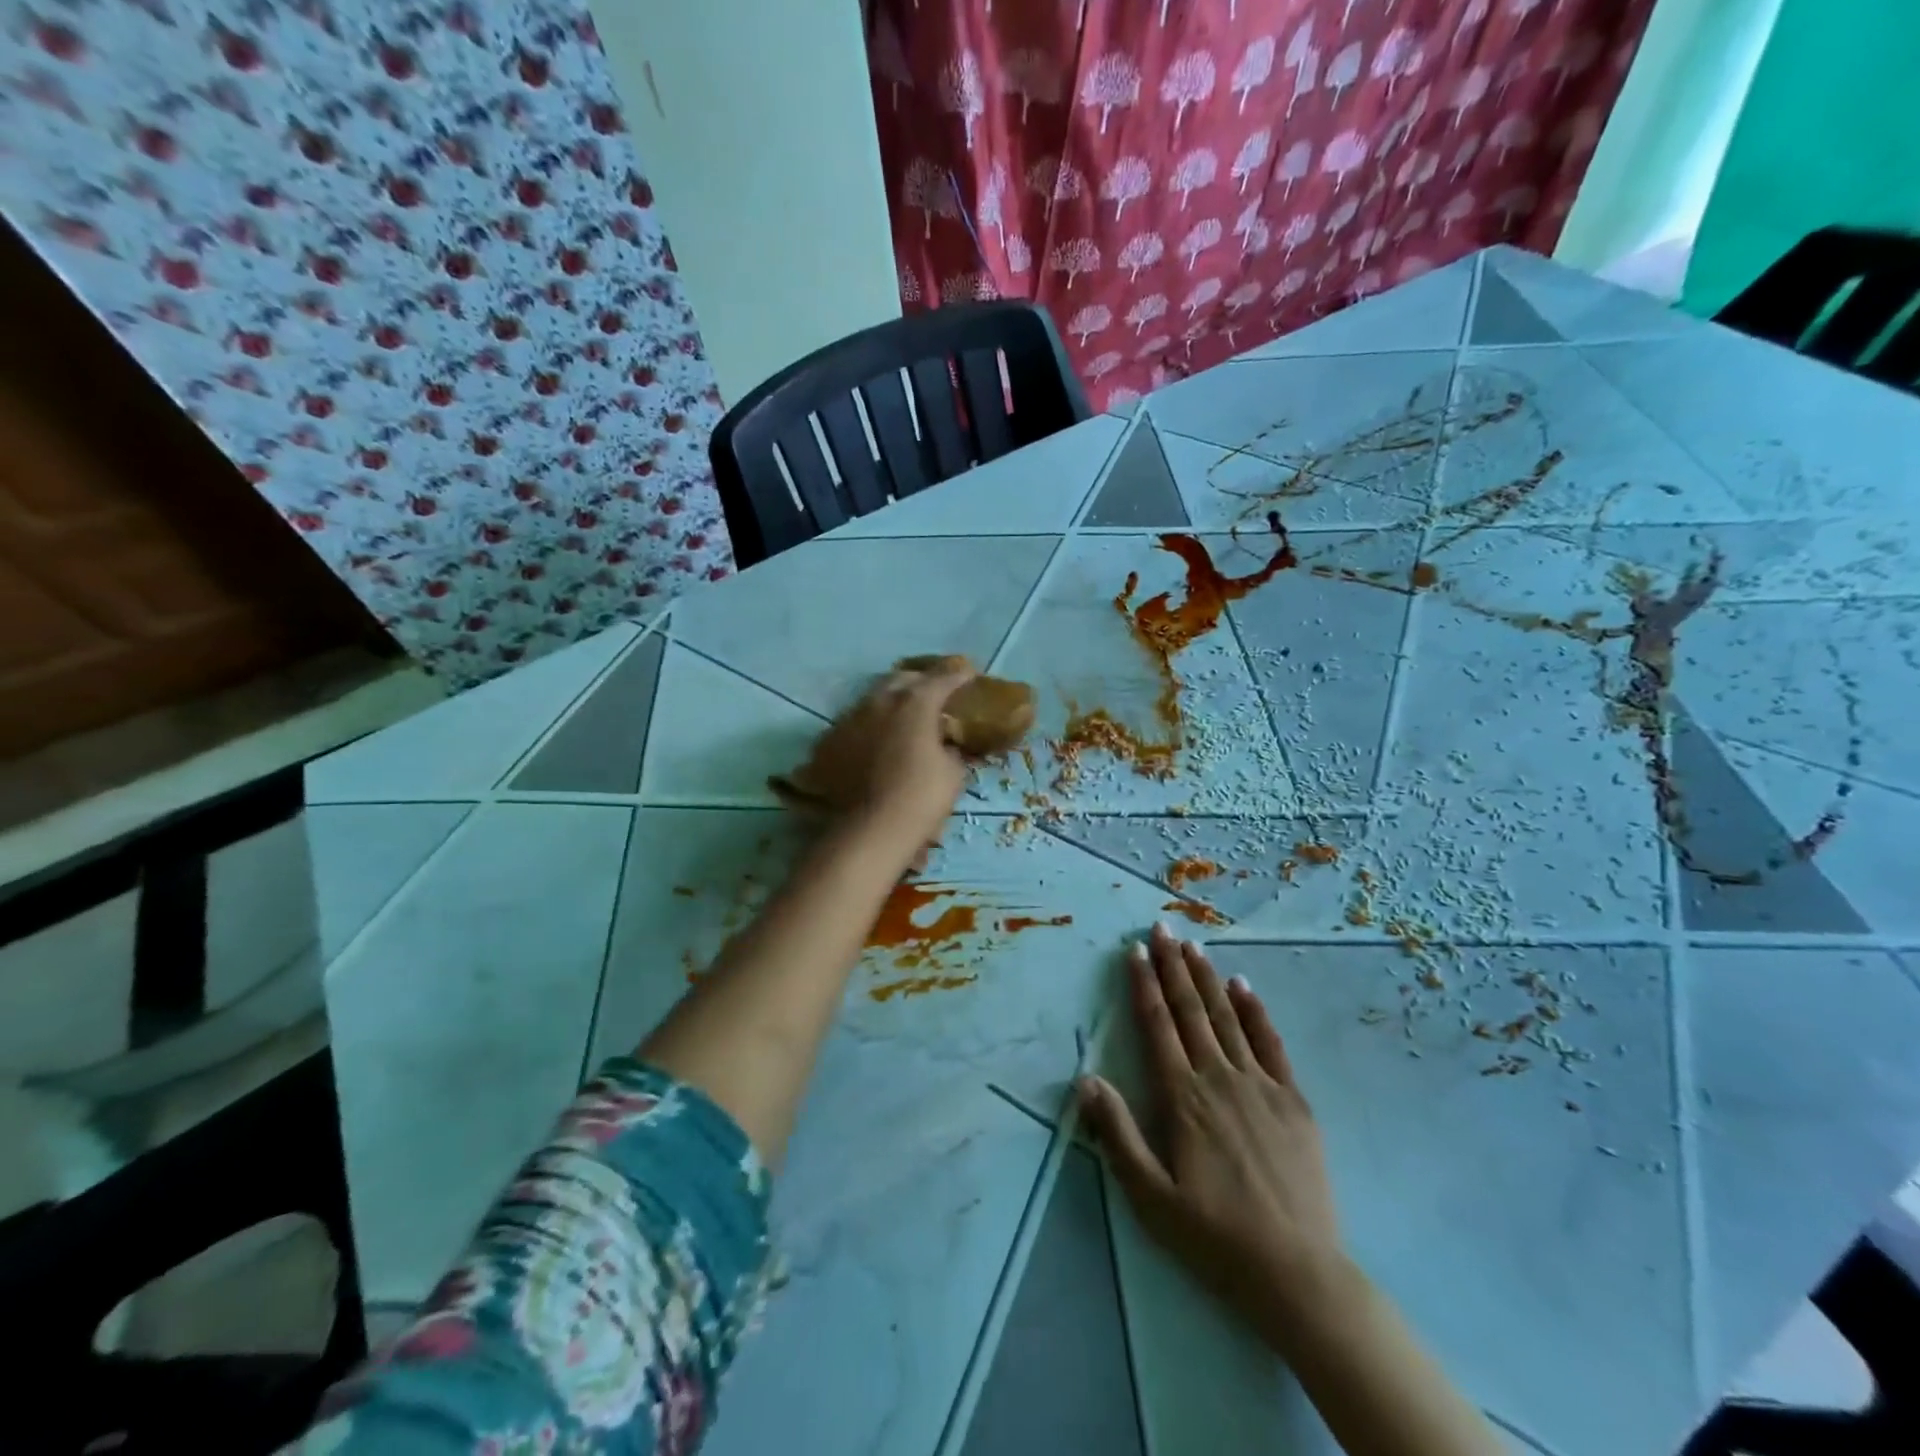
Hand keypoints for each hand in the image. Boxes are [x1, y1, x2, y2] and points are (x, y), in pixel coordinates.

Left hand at [844, 659, 977, 853]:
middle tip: (933, 693)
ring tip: (902, 716)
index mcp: (915, 703)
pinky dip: (868, 727)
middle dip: (920, 682)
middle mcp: (879, 701)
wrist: (868, 831)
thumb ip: (952, 750)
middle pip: (903, 678)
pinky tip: (873, 742)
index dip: (958, 676)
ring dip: (891, 702)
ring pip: (873, 698)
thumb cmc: (920, 799)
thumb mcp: (953, 774)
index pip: (942, 678)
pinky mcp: (829, 740)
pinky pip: (854, 724)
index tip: (969, 675)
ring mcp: (849, 719)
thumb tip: (948, 745)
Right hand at [1079, 923, 1346, 1351]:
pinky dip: (1256, 1011)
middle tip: (1162, 928)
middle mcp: (1219, 1078)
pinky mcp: (1293, 1100)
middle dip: (1173, 966)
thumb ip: (1116, 1133)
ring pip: (1228, 1017)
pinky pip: (1271, 1044)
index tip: (1136, 951)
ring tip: (1194, 946)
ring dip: (1208, 978)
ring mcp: (1260, 1085)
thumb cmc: (1214, 1236)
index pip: (1157, 1025)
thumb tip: (1085, 1078)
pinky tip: (1244, 987)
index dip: (1144, 985)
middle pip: (1191, 1010)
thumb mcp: (1150, 1195)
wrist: (1297, 1274)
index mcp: (1182, 1097)